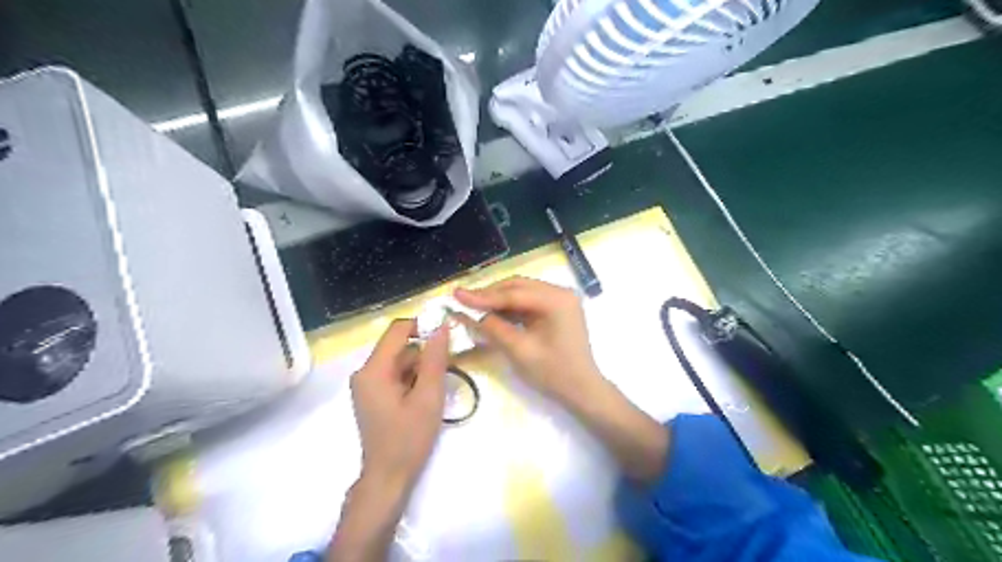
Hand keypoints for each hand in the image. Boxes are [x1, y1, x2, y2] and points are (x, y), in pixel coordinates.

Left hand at [349, 319, 447, 494]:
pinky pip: (395, 374)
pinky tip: (424, 395)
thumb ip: (435, 359)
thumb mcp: (428, 397)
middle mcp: (364, 372)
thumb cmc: (409, 438)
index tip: (446, 334)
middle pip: (398, 346)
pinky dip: (412, 378)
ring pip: (399, 360)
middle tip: (448, 367)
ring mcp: (366, 384)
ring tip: (437, 387)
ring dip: (420, 367)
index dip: (422, 325)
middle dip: (424, 352)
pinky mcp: (372, 395)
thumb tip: (441, 326)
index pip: (397, 330)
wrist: (388, 478)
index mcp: (373, 370)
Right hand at [456, 277, 666, 483]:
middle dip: (489, 294)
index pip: (513, 293)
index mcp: (556, 300)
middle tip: (462, 298)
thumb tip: (470, 313)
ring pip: (522, 293)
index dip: (483, 295)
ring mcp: (560, 300)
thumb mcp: (520, 351)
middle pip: (518, 287)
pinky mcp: (557, 310)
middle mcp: (560, 293)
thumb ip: (494, 328)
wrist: (583, 390)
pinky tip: (492, 312)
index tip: (456, 294)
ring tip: (472, 304)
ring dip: (498, 299)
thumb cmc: (554, 373)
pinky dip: (510, 308)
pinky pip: (528, 303)